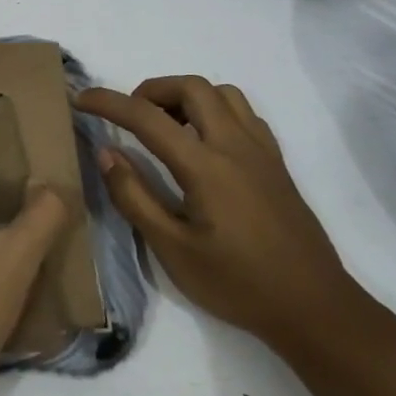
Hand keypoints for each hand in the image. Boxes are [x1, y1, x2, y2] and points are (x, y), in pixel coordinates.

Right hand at [76, 76, 352, 354]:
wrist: (314, 308)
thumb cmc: (238, 284)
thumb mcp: (173, 250)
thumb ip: (135, 197)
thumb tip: (107, 153)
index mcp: (206, 166)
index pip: (147, 117)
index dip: (109, 102)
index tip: (81, 98)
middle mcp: (235, 145)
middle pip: (191, 87)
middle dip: (152, 90)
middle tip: (130, 116)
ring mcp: (261, 150)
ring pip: (222, 93)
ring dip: (186, 96)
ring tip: (166, 126)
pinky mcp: (276, 162)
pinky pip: (243, 113)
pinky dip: (214, 110)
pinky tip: (203, 143)